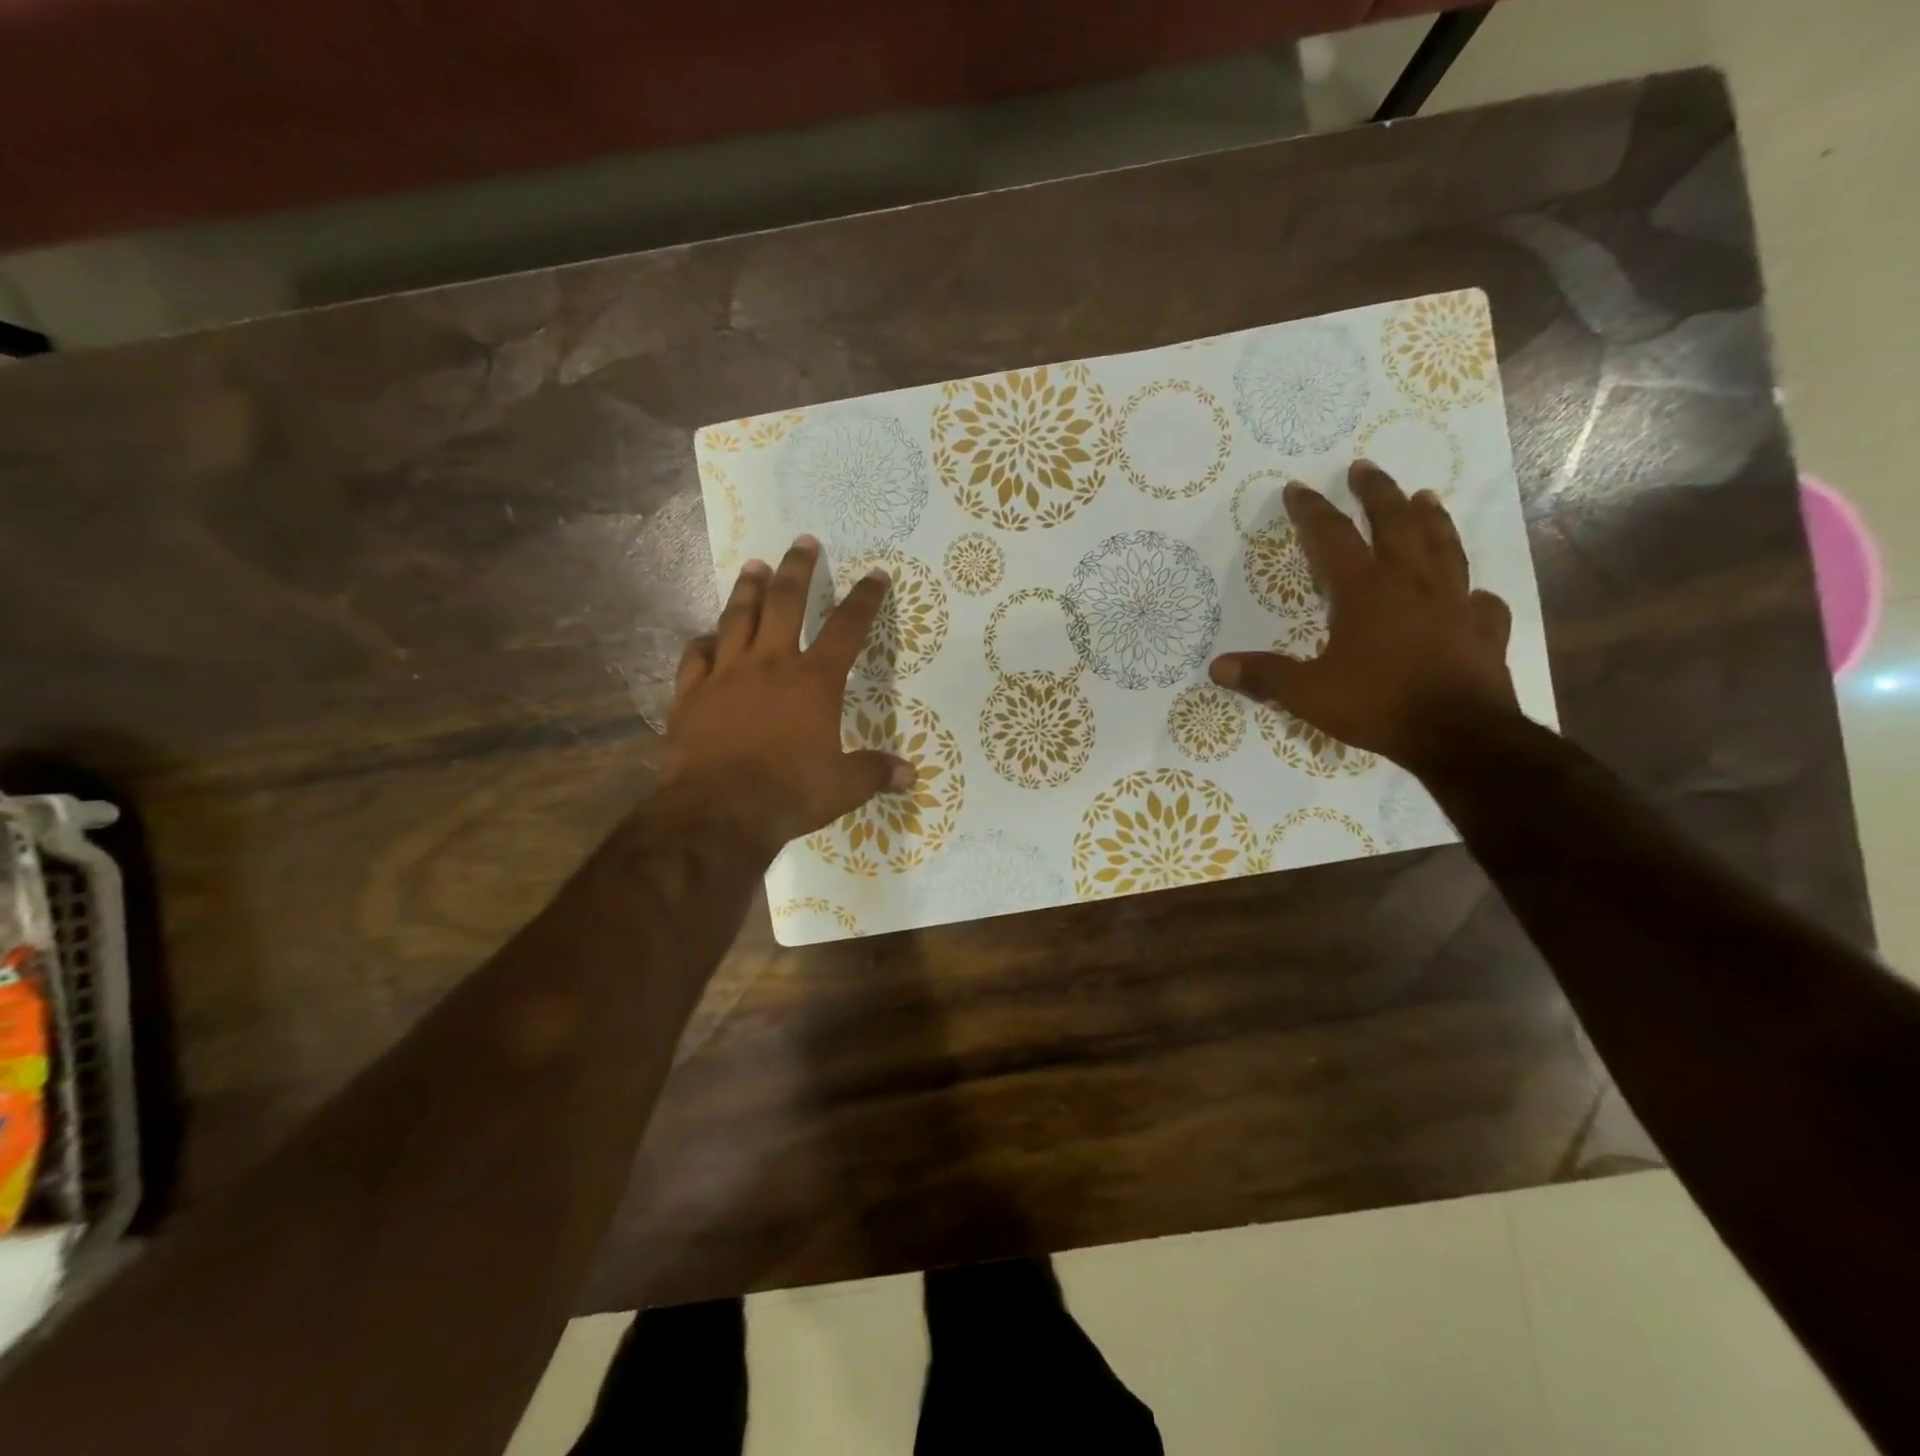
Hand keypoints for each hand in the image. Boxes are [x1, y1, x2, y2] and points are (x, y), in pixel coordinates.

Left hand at [662, 536, 914, 856]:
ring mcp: (726, 674)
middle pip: (786, 602)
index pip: (847, 628)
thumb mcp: (844, 787)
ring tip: (755, 565)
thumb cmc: (789, 792)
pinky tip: (707, 635)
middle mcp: (771, 664)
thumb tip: (909, 775)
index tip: (876, 575)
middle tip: (803, 541)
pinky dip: (703, 641)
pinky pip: (696, 656)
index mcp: (813, 681)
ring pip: (738, 617)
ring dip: (748, 589)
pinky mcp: (691, 693)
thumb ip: (875, 773)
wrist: (719, 810)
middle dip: (799, 569)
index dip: (865, 599)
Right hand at [1209, 460, 1518, 770]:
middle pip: (1397, 524)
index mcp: (1366, 591)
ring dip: (1432, 519)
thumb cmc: (1378, 705)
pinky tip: (1473, 593)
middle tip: (1364, 468)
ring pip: (1445, 548)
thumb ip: (1265, 676)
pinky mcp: (1484, 632)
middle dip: (1377, 493)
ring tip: (1426, 497)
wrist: (1458, 736)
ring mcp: (1455, 605)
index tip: (1297, 488)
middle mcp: (1412, 585)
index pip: (1332, 538)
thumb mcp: (1308, 693)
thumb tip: (1217, 667)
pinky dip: (1474, 593)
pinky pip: (1482, 603)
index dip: (1312, 510)